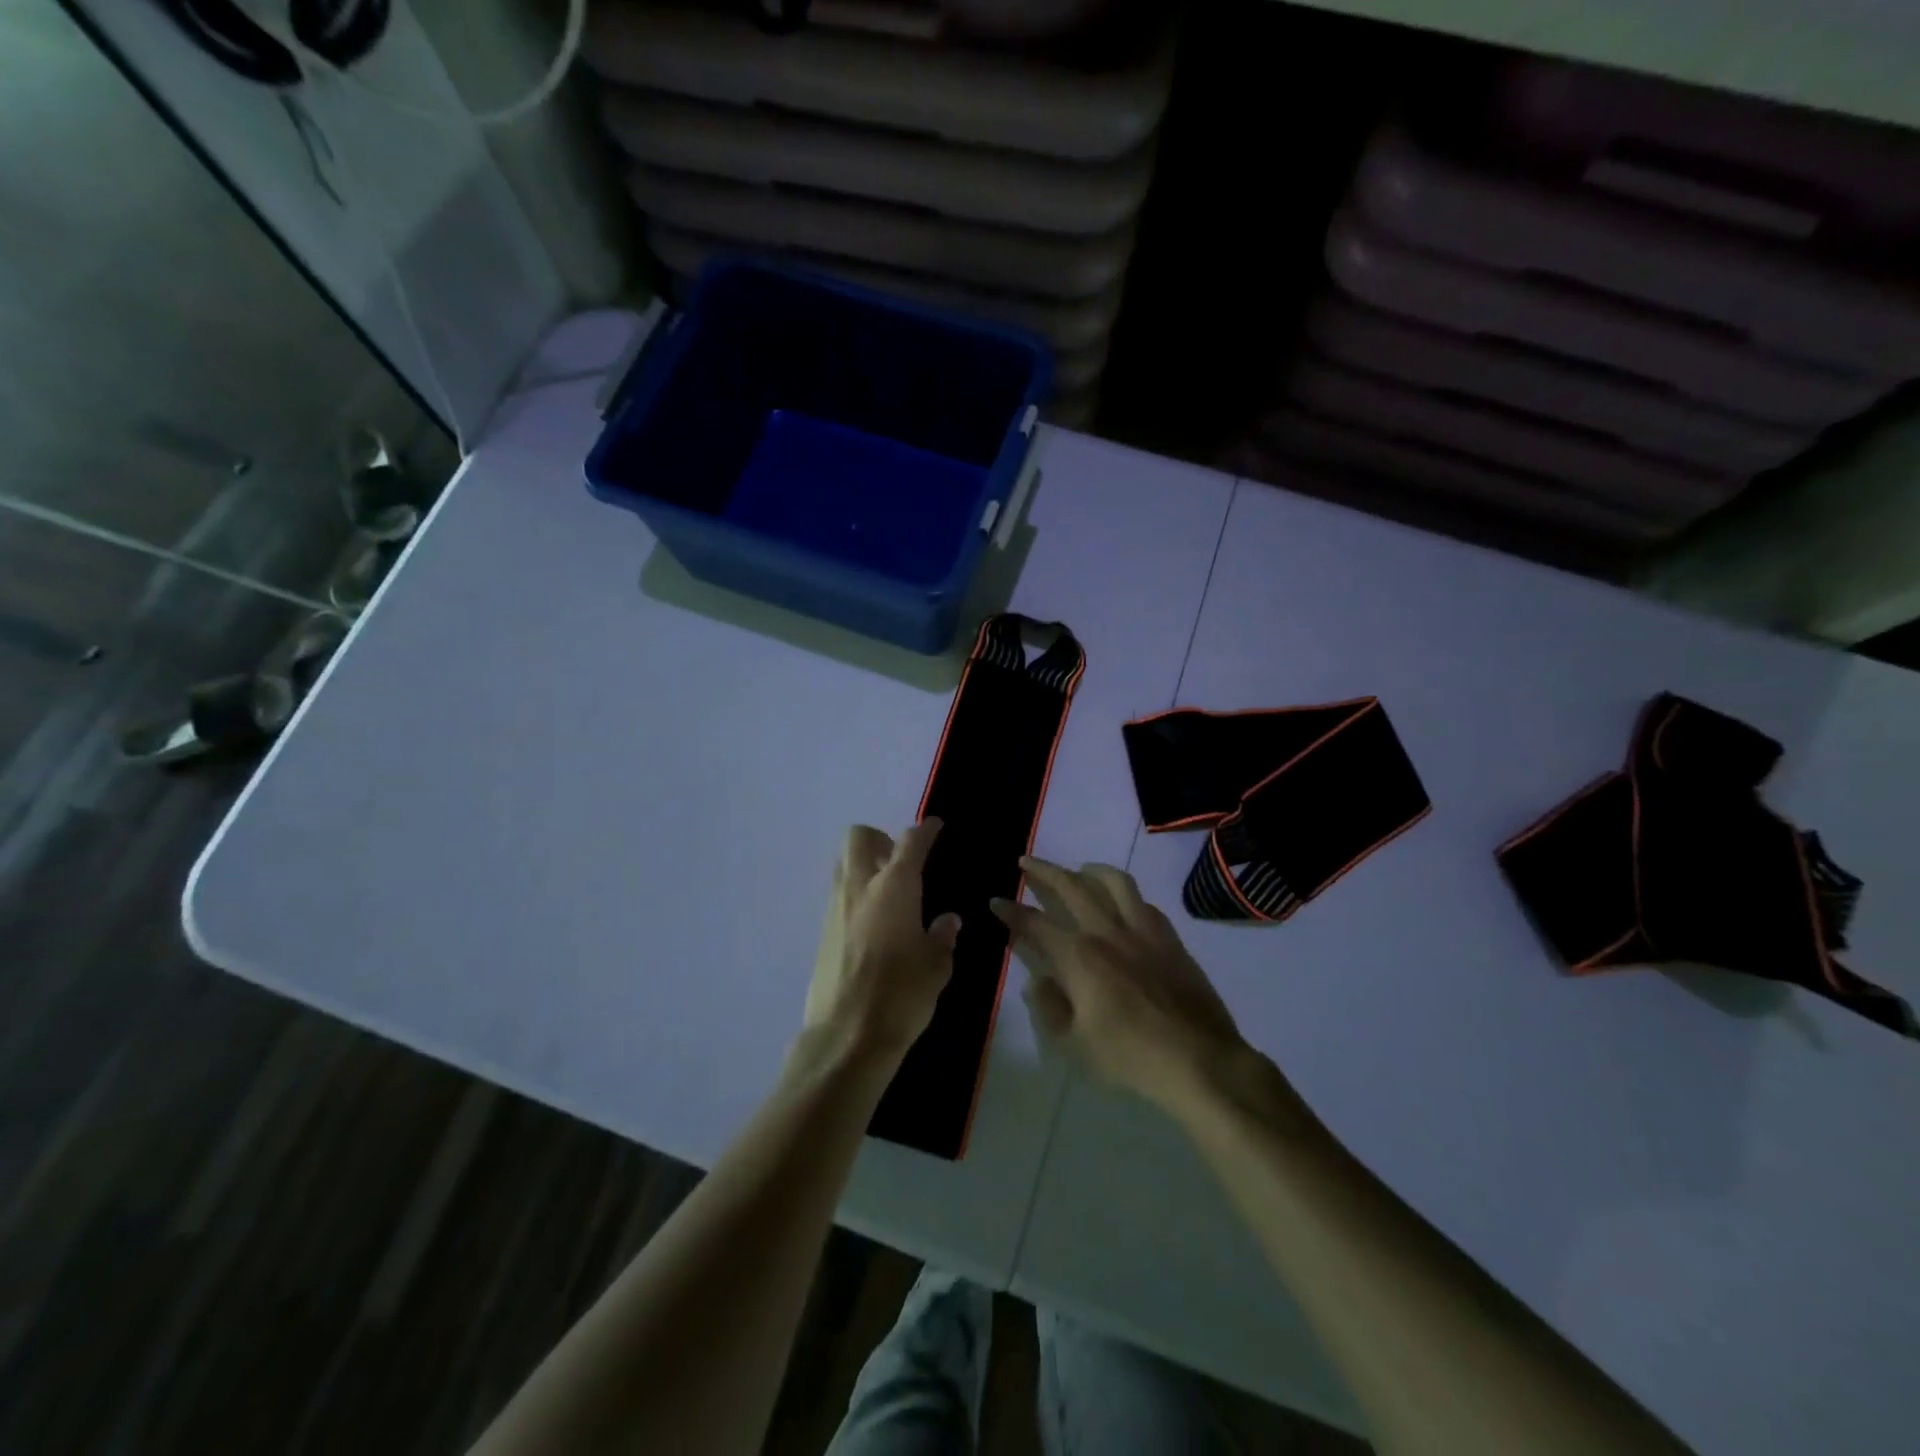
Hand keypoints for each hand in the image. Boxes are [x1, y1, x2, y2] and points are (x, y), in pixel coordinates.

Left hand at [805, 821, 959, 1068]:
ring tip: (889, 895)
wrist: (847, 1037)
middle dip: (881, 839)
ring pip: (843, 864)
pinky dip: (855, 896)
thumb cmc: (901, 995)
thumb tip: (946, 921)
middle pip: (859, 837)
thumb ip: (942, 936)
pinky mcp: (822, 932)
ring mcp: (835, 908)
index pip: (910, 841)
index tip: (934, 827)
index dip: (925, 830)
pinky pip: (838, 896)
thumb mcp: (936, 966)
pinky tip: (874, 926)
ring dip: (864, 866)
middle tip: (901, 863)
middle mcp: (860, 887)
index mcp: (895, 887)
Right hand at [991, 858, 1250, 1117]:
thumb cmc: (1130, 1057)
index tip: (995, 900)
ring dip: (1090, 870)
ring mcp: (1142, 931)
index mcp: (1078, 957)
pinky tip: (1122, 904)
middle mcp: (1107, 932)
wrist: (1199, 1060)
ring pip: (1114, 882)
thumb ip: (1048, 1008)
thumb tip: (1037, 981)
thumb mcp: (1073, 1045)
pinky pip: (1144, 903)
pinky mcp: (1170, 939)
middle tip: (1026, 861)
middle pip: (1071, 886)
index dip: (1011, 911)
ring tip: (1078, 870)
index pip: (1035, 923)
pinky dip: (1126, 896)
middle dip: (1044, 870)